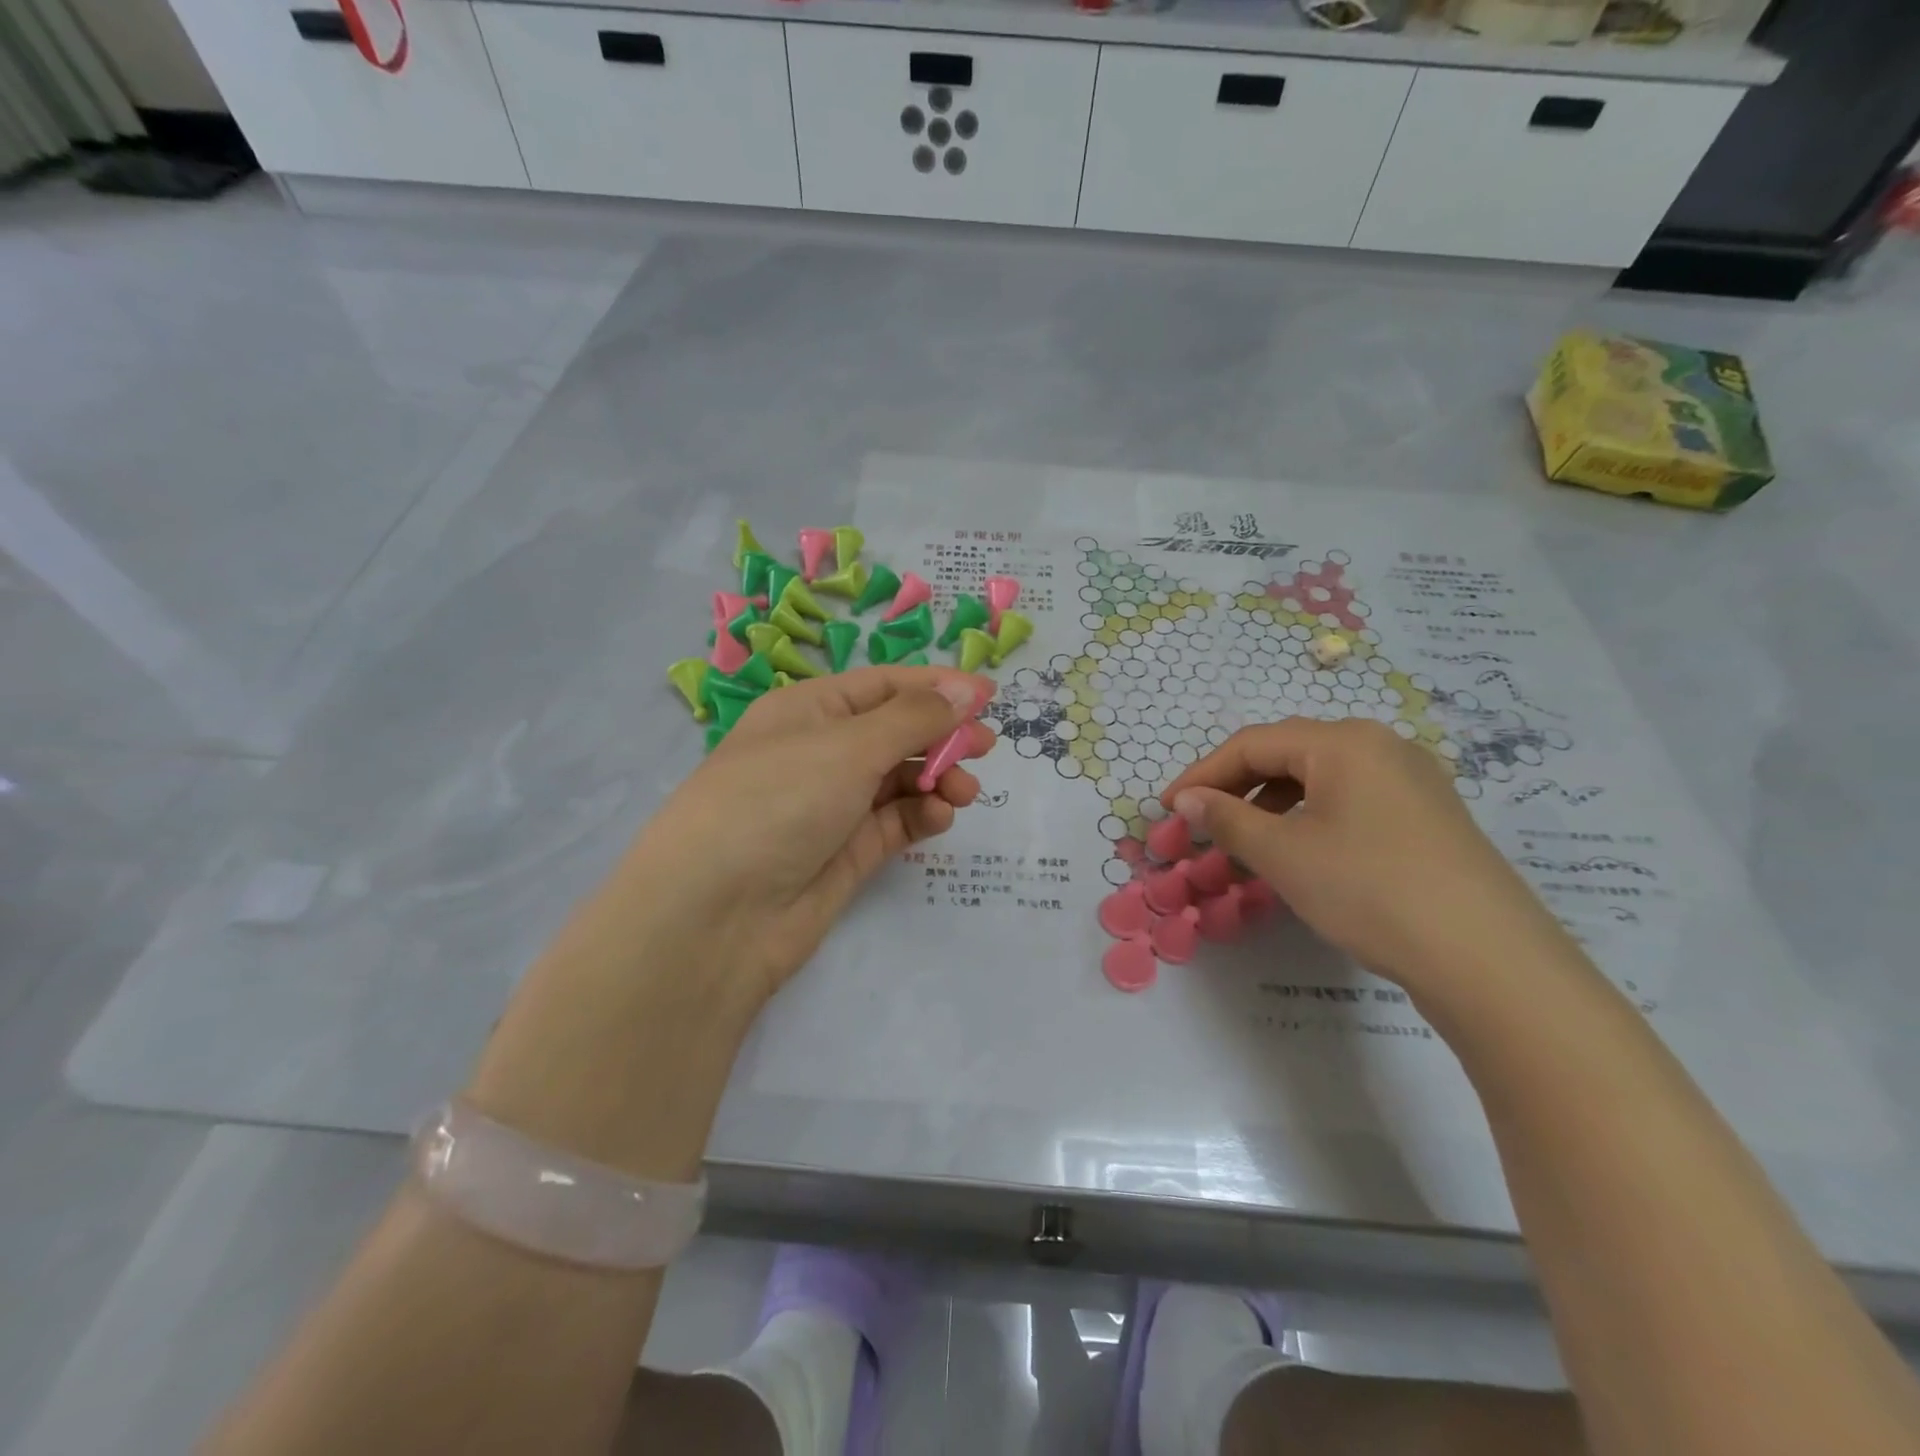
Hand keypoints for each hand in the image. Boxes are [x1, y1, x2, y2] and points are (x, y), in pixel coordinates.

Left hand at [618, 667, 996, 1011]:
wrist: (716, 915)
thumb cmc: (776, 801)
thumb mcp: (848, 746)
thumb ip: (915, 718)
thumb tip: (967, 691)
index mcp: (810, 710)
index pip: (883, 685)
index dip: (937, 687)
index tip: (990, 696)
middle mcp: (822, 752)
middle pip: (897, 732)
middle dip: (942, 736)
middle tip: (986, 747)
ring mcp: (834, 805)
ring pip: (901, 779)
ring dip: (937, 779)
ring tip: (963, 792)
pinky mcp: (848, 852)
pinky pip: (896, 821)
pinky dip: (921, 815)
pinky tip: (939, 817)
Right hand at [1161, 718, 1567, 992]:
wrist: (1487, 959)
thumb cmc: (1370, 890)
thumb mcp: (1284, 854)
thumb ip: (1227, 819)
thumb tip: (1187, 800)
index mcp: (1344, 742)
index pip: (1252, 744)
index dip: (1202, 774)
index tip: (1168, 809)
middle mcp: (1380, 746)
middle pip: (1287, 755)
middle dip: (1235, 788)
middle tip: (1200, 824)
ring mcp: (1411, 780)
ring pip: (1319, 780)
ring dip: (1270, 805)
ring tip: (1243, 843)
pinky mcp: (1427, 816)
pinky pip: (1350, 801)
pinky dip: (1309, 819)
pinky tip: (1298, 853)